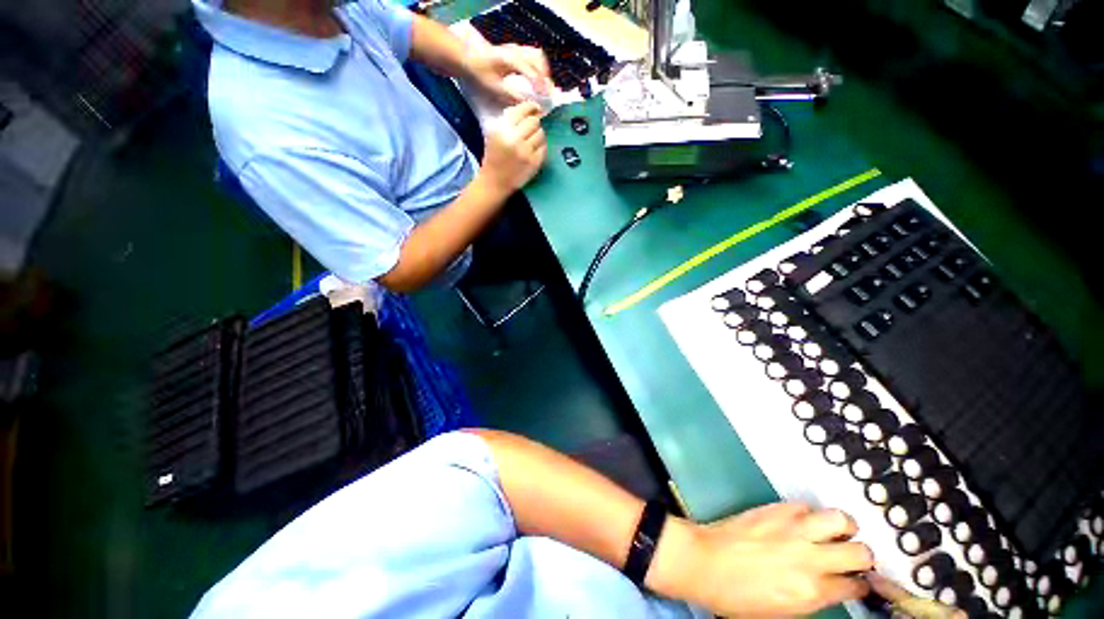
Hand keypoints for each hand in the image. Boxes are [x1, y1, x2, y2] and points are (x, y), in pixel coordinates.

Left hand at [464, 44, 551, 104]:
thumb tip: (527, 103)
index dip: (538, 83)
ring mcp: (517, 49)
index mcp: (509, 58)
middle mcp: (515, 51)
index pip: (529, 69)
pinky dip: (540, 68)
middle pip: (538, 59)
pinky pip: (534, 57)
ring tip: (545, 88)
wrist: (468, 57)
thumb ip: (510, 95)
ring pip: (538, 56)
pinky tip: (539, 81)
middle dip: (545, 77)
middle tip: (547, 94)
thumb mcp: (493, 87)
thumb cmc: (479, 73)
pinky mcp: (517, 51)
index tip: (544, 96)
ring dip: (544, 72)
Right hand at [479, 102, 546, 194]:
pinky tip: (534, 150)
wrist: (495, 181)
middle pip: (534, 122)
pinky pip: (544, 148)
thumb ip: (509, 119)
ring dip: (538, 135)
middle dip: (534, 123)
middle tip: (531, 128)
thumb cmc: (494, 156)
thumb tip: (529, 108)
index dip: (531, 107)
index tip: (535, 108)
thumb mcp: (495, 133)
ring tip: (531, 140)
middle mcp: (515, 139)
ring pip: (541, 134)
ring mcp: (526, 152)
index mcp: (503, 129)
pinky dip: (541, 147)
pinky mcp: (534, 163)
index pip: (522, 111)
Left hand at [669, 503, 873, 616]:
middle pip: (860, 551)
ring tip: (837, 531)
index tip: (858, 582)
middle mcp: (809, 557)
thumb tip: (829, 587)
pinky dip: (808, 512)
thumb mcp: (784, 609)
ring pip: (839, 518)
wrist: (705, 562)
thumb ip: (813, 596)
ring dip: (843, 526)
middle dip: (862, 555)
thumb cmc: (737, 595)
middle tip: (853, 555)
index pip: (856, 586)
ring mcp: (792, 529)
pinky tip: (802, 520)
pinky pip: (804, 505)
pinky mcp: (774, 509)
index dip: (860, 585)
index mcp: (811, 590)